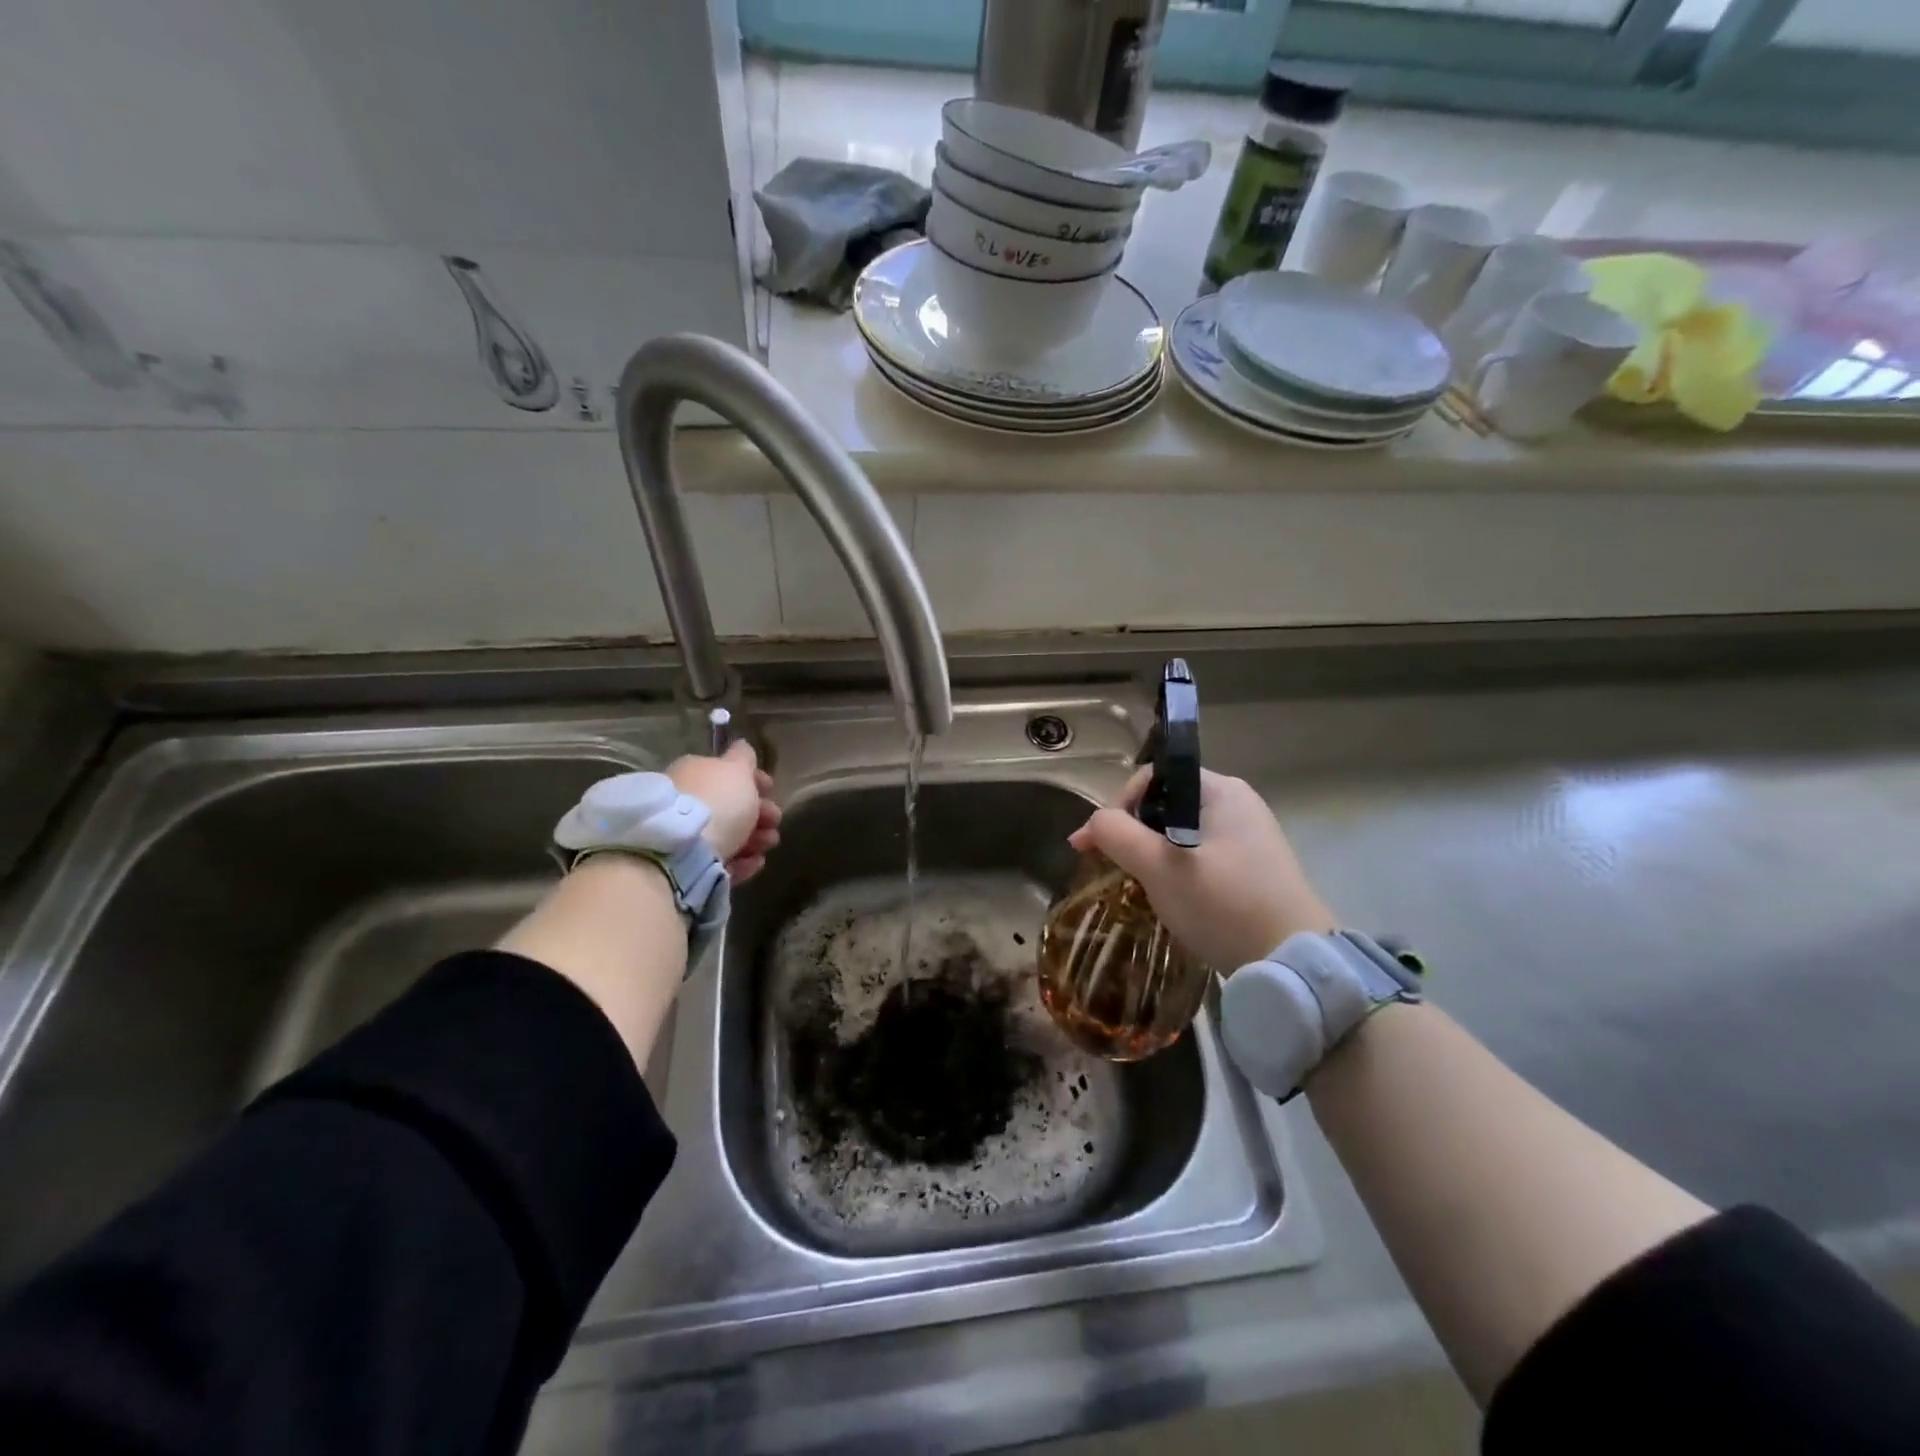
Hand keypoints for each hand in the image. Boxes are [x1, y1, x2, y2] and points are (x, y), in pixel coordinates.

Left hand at [667, 741, 781, 882]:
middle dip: (759, 812)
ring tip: (769, 844)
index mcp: (694, 772)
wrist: (684, 851)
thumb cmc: (717, 800)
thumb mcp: (737, 769)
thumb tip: (742, 746)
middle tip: (775, 820)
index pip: (726, 772)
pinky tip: (756, 862)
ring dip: (755, 838)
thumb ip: (744, 757)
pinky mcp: (689, 867)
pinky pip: (721, 861)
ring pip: (728, 834)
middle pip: (730, 806)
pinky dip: (742, 861)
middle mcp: (686, 801)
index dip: (753, 779)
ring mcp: (686, 836)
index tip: (772, 789)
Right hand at [1070, 768, 1335, 969]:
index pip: (1154, 778)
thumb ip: (1117, 834)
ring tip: (1135, 883)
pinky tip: (1169, 896)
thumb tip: (1093, 823)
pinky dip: (1176, 869)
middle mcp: (1238, 804)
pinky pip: (1200, 855)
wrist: (1293, 963)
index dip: (1117, 806)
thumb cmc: (1223, 904)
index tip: (1093, 844)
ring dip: (1151, 854)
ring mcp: (1249, 838)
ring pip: (1181, 833)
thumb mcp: (1159, 867)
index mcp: (1221, 790)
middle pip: (1166, 804)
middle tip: (1110, 866)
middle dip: (1132, 832)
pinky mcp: (1254, 869)